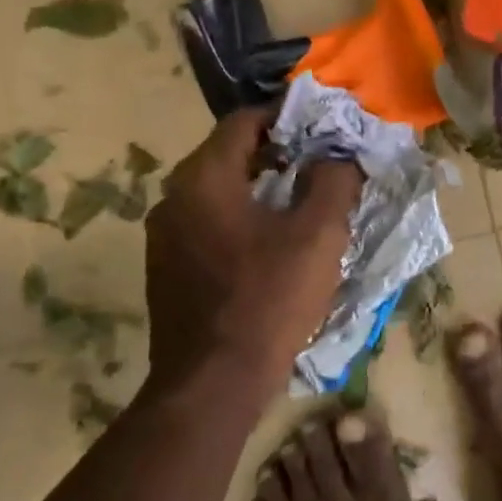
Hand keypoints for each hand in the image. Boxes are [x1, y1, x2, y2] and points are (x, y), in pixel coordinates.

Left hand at [143, 107, 363, 402]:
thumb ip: (333, 181)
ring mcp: (164, 236)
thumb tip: (337, 156)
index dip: (287, 116)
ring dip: (260, 186)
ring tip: (302, 201)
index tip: (323, 127)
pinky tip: (272, 243)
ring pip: (218, 191)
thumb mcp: (319, 234)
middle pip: (229, 154)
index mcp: (204, 178)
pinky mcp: (167, 269)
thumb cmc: (269, 298)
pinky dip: (241, 217)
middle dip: (277, 152)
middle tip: (320, 163)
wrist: (213, 384)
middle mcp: (173, 197)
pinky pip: (208, 223)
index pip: (244, 121)